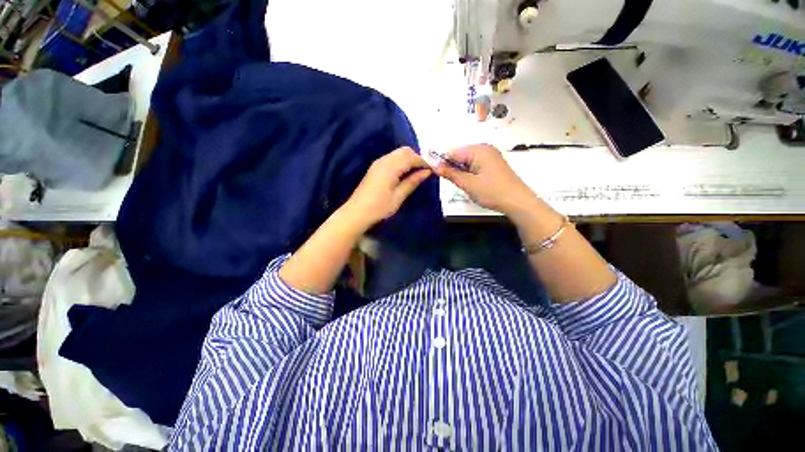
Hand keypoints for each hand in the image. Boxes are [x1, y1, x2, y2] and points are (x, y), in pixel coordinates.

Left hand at [344, 147, 431, 228]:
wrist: (357, 212)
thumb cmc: (379, 207)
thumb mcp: (398, 196)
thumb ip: (412, 181)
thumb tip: (427, 172)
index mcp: (390, 167)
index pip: (411, 157)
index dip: (424, 161)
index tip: (433, 169)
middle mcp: (384, 160)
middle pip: (404, 151)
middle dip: (417, 157)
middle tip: (426, 171)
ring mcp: (378, 163)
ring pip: (398, 153)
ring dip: (409, 159)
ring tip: (418, 172)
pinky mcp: (375, 167)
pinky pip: (392, 158)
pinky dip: (402, 161)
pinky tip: (405, 173)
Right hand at [434, 144, 537, 215]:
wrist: (518, 201)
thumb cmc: (492, 192)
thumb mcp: (468, 184)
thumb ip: (450, 173)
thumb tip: (434, 166)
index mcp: (478, 149)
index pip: (453, 152)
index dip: (442, 162)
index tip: (436, 174)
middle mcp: (484, 148)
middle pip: (460, 155)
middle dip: (453, 167)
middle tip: (454, 182)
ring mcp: (491, 155)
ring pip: (467, 160)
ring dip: (462, 171)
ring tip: (465, 184)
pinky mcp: (494, 163)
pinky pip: (476, 164)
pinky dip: (470, 172)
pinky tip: (473, 182)